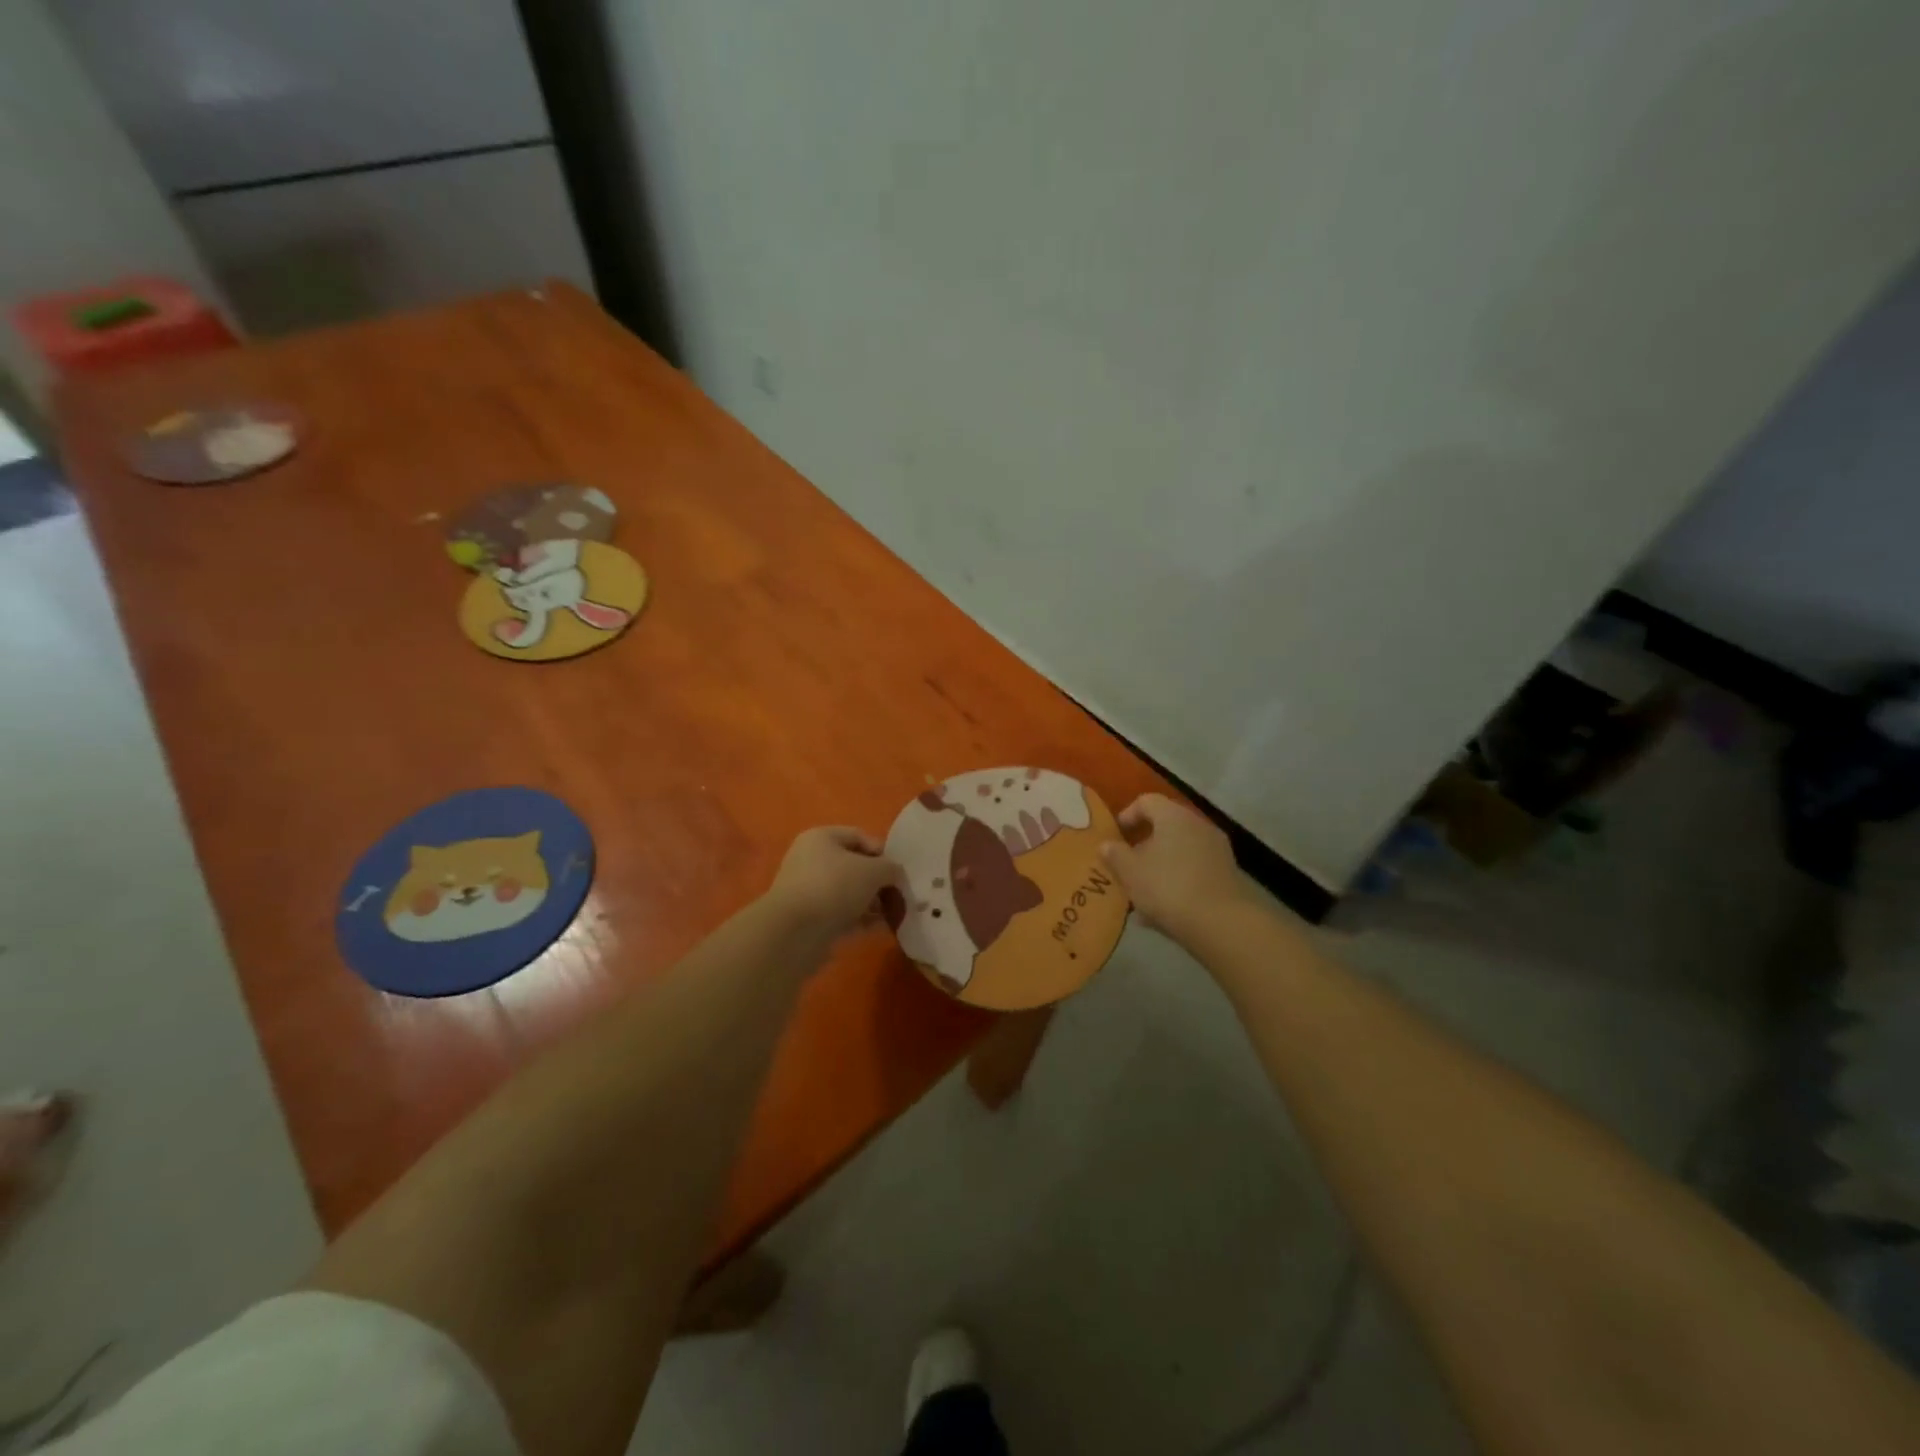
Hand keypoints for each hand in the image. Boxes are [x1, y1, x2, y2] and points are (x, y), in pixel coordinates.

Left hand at [764, 826, 901, 940]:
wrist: (795, 932)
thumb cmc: (834, 886)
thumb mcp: (873, 871)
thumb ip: (891, 868)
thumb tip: (895, 875)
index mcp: (821, 838)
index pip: (859, 836)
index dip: (883, 852)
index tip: (899, 871)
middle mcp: (811, 859)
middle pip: (854, 866)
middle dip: (879, 881)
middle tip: (898, 895)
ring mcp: (808, 890)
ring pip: (848, 892)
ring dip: (871, 902)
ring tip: (893, 914)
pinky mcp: (809, 918)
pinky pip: (841, 913)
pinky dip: (860, 919)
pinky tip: (879, 928)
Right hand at [1101, 794, 1249, 940]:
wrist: (1221, 923)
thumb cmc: (1167, 887)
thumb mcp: (1129, 871)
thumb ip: (1114, 854)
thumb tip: (1107, 844)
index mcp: (1174, 816)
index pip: (1147, 801)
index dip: (1127, 815)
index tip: (1116, 836)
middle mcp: (1199, 826)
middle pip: (1166, 827)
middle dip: (1144, 846)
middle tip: (1128, 866)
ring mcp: (1217, 851)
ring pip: (1180, 852)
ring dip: (1161, 867)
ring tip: (1143, 894)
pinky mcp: (1227, 876)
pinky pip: (1194, 871)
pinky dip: (1178, 882)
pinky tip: (1164, 909)